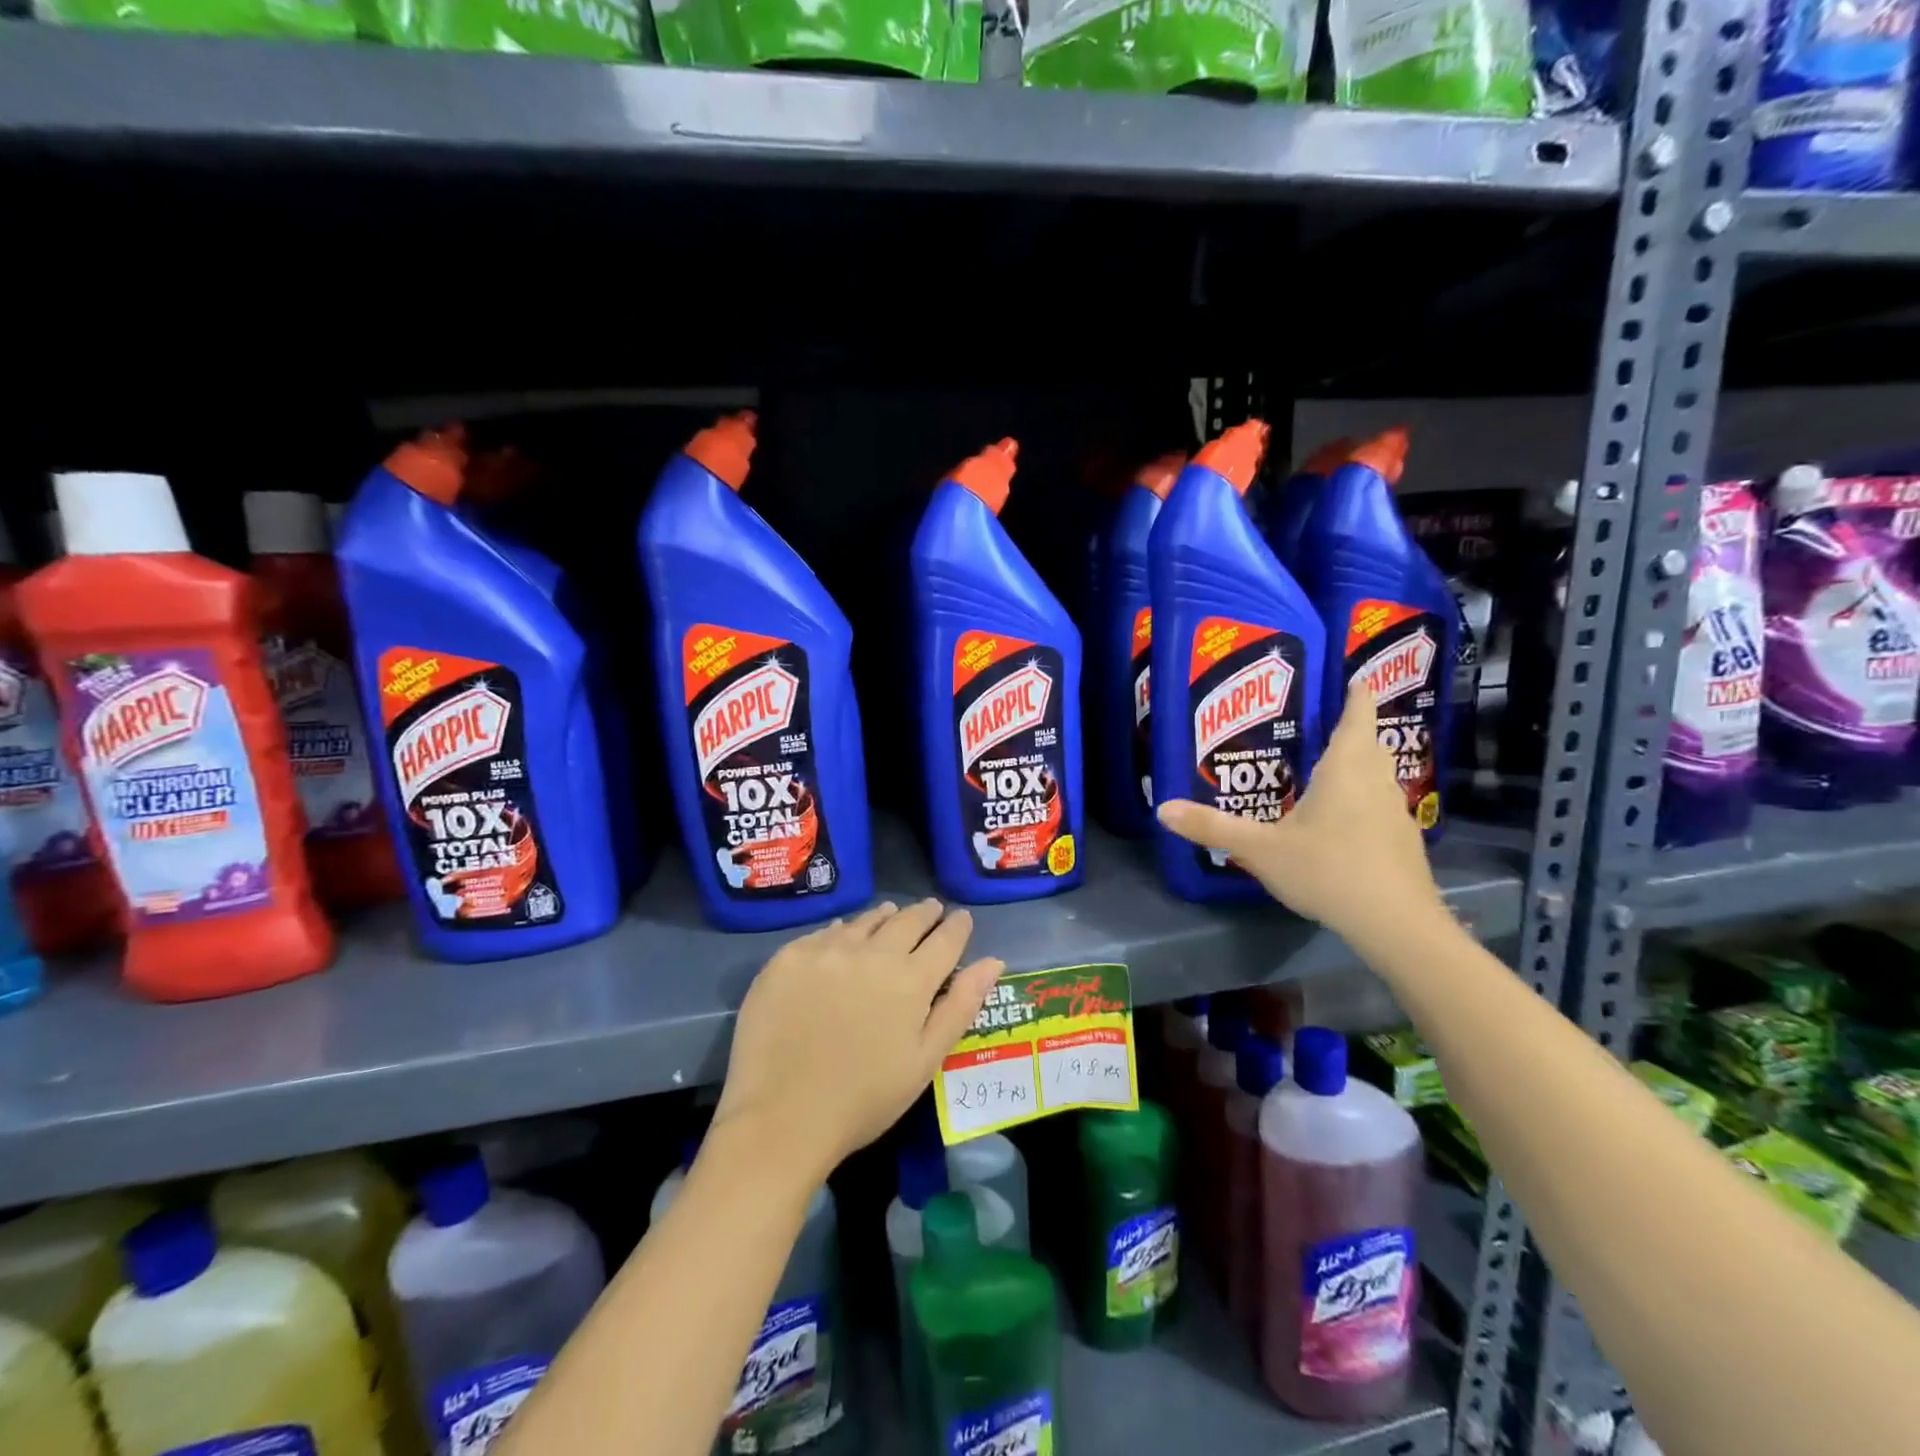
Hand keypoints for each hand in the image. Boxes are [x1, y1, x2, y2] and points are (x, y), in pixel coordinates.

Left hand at [712, 900, 1004, 1185]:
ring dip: (885, 916)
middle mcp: (872, 952)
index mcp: (911, 980)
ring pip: (866, 920)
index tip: (961, 918)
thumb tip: (994, 961)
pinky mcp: (789, 956)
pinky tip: (843, 935)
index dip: (957, 926)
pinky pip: (826, 932)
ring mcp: (828, 950)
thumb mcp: (924, 1061)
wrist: (779, 1117)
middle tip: (930, 910)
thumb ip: (960, 1006)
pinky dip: (843, 930)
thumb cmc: (863, 1100)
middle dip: (924, 914)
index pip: (945, 939)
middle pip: (906, 920)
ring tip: (891, 913)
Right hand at [1156, 678, 1446, 944]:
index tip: (1354, 678)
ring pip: (1378, 775)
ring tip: (1327, 769)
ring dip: (1359, 765)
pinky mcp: (1403, 842)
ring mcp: (1395, 812)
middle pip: (1369, 744)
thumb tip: (1163, 809)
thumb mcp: (1260, 849)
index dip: (1357, 694)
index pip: (1357, 716)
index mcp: (1345, 769)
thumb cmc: (1328, 871)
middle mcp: (1376, 781)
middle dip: (1352, 729)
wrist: (1396, 924)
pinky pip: (1381, 805)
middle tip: (1323, 723)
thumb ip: (1212, 828)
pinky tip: (1343, 822)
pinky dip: (1364, 800)